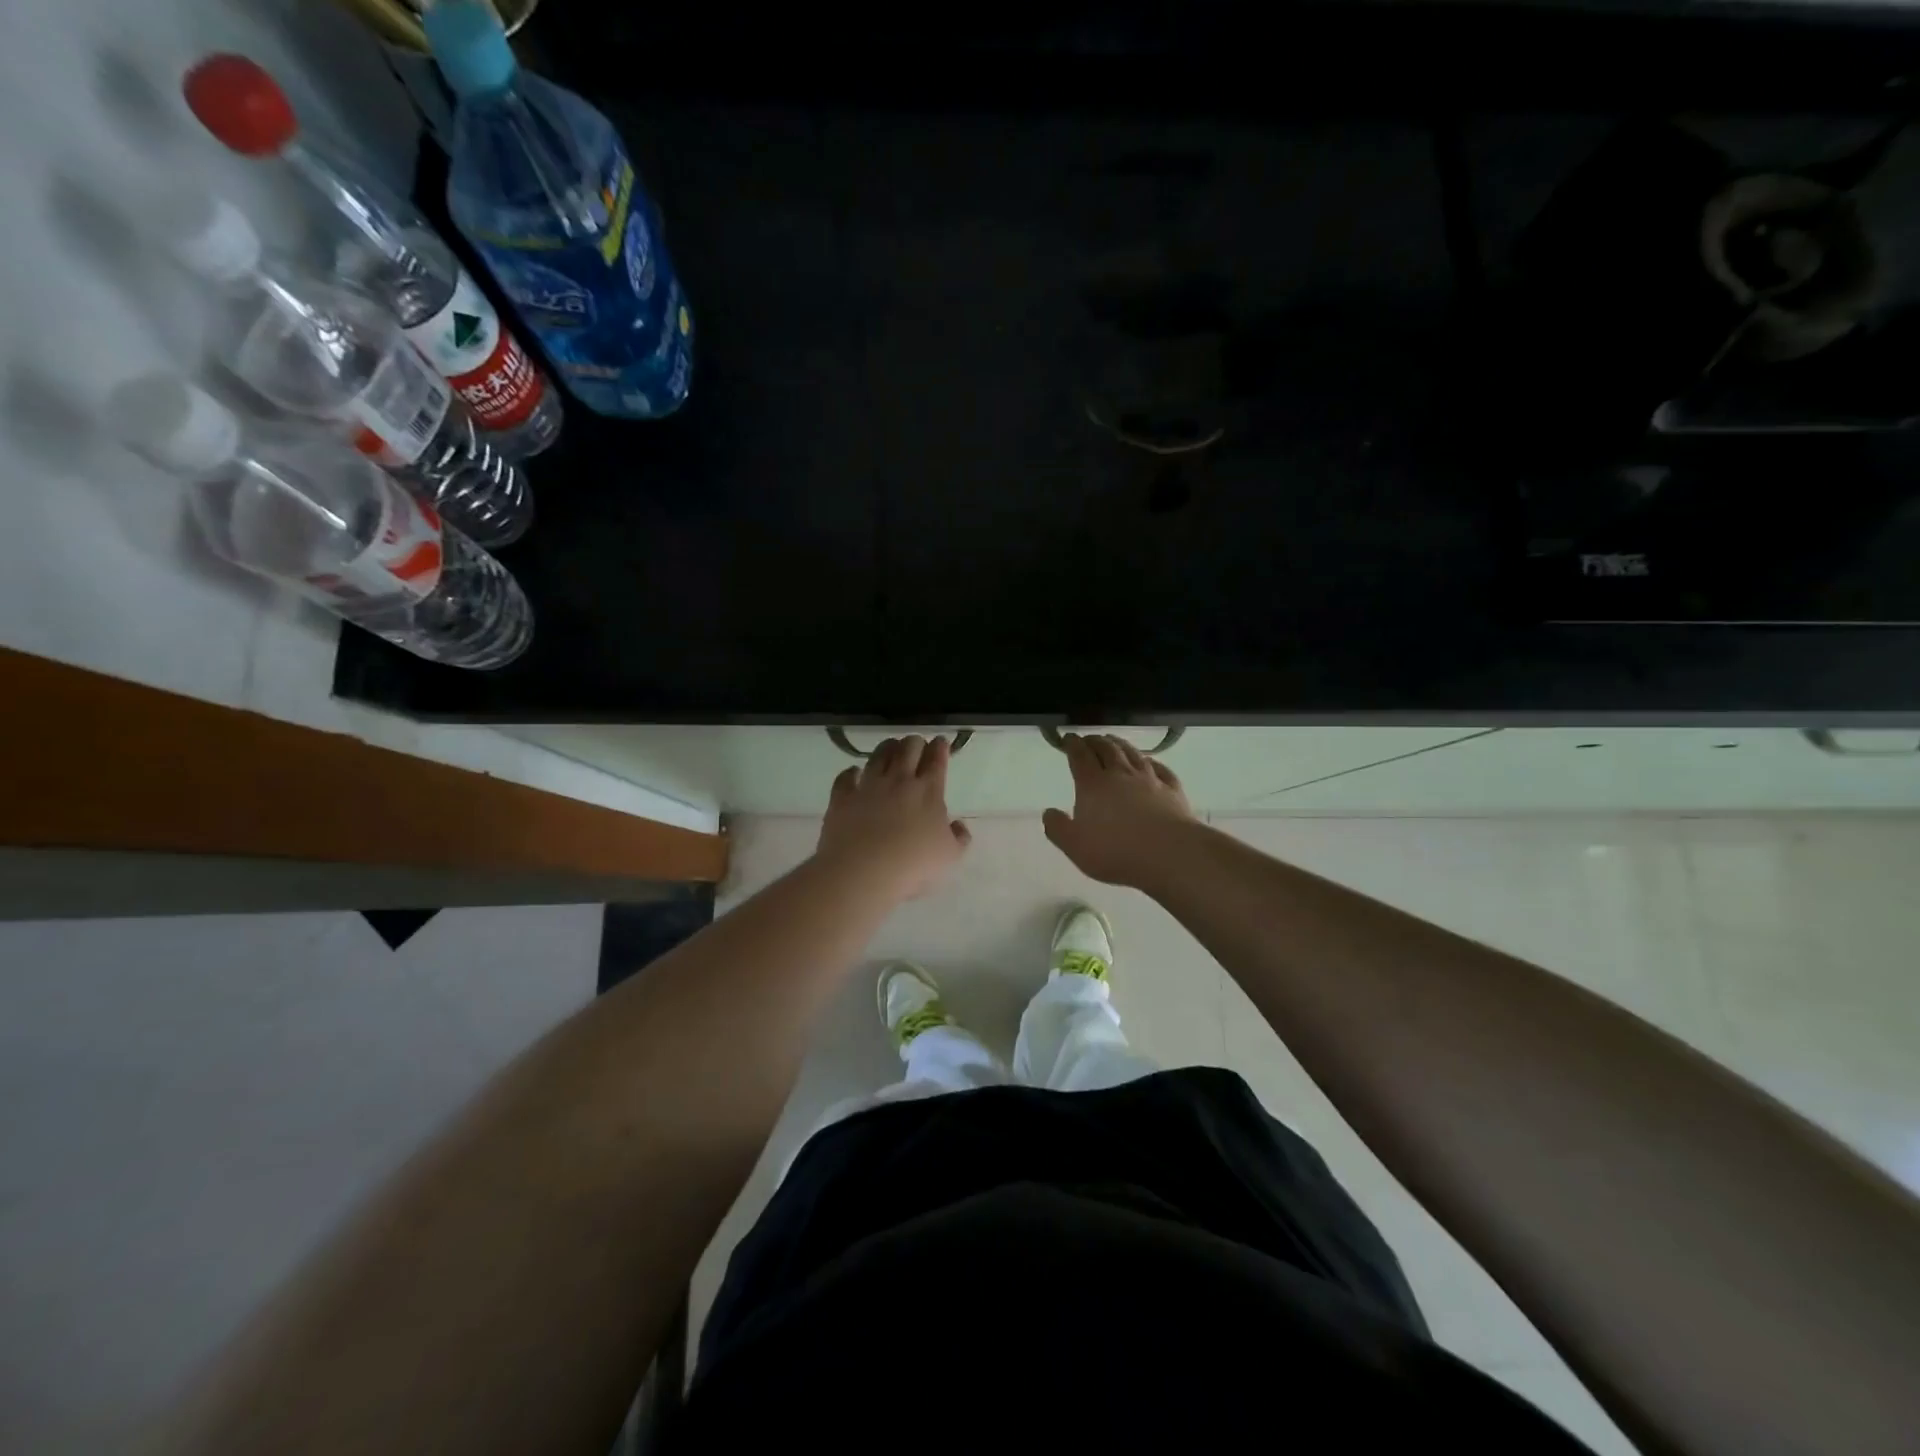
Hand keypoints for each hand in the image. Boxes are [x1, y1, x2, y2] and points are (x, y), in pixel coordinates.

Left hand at [816, 735, 971, 898]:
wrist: (863, 871)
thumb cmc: (913, 864)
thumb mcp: (949, 856)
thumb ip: (959, 838)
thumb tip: (959, 825)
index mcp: (928, 791)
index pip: (936, 760)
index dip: (940, 747)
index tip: (941, 742)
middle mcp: (898, 780)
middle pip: (908, 748)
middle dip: (915, 742)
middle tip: (917, 745)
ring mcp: (868, 786)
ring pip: (879, 755)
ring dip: (887, 747)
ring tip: (891, 747)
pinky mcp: (843, 797)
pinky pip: (846, 777)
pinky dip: (851, 772)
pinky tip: (854, 772)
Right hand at [1044, 733, 1195, 887]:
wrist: (1169, 853)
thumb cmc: (1116, 851)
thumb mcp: (1075, 846)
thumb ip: (1058, 828)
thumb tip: (1048, 812)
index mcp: (1092, 784)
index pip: (1079, 756)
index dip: (1072, 745)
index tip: (1068, 737)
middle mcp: (1120, 774)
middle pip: (1107, 749)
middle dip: (1095, 741)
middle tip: (1089, 738)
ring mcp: (1149, 779)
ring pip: (1133, 754)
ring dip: (1121, 744)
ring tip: (1114, 741)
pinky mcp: (1173, 790)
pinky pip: (1161, 769)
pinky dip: (1152, 761)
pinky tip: (1151, 762)